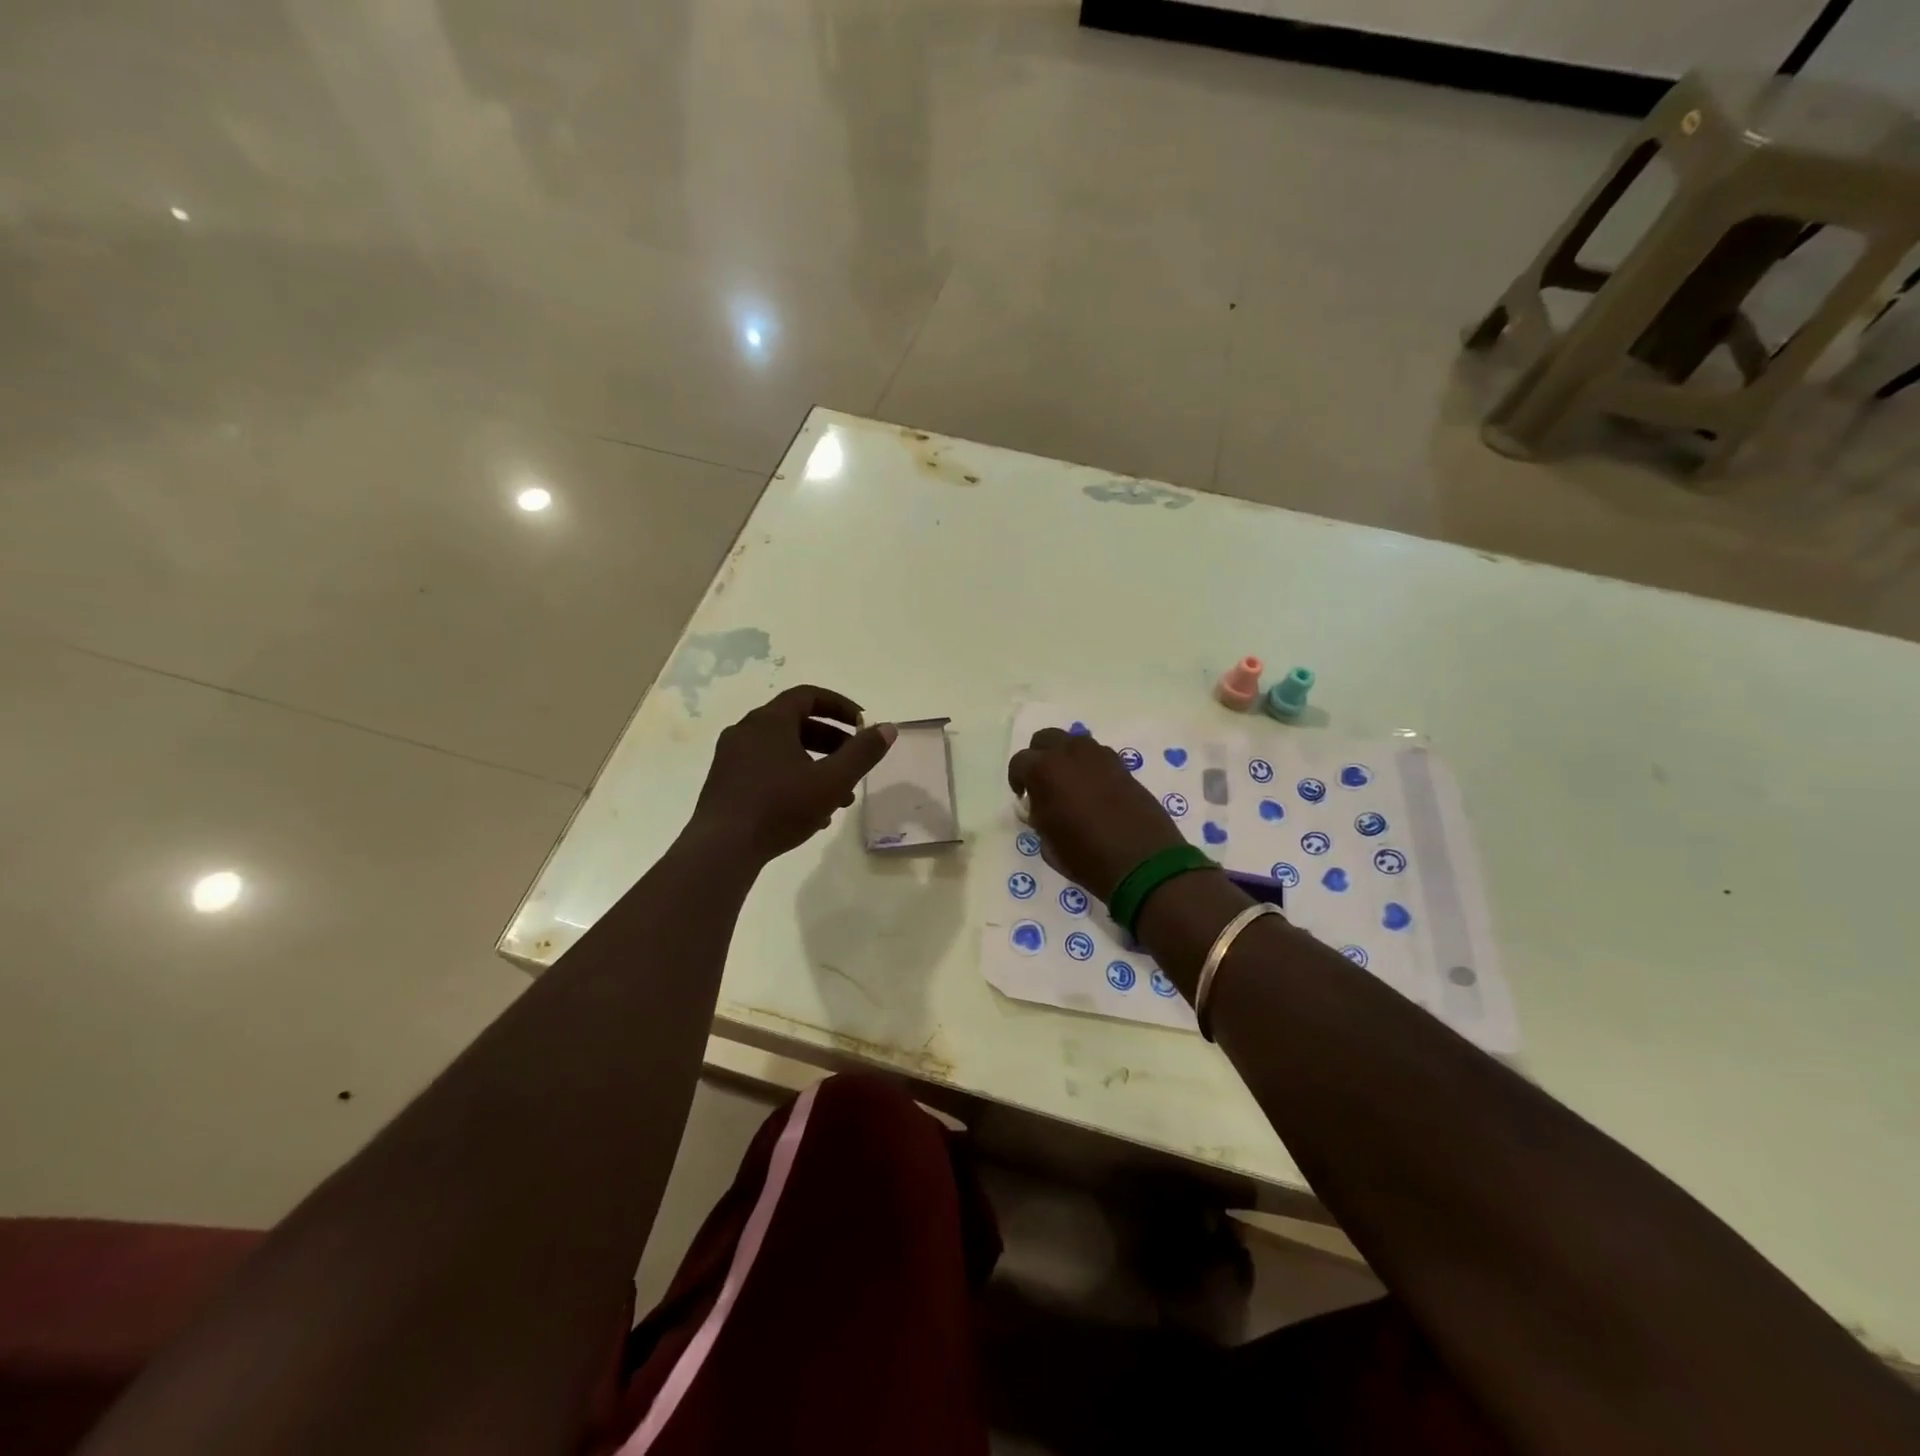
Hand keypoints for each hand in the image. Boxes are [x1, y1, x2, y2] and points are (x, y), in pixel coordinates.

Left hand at [693, 686, 895, 863]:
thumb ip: (863, 753)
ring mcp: (731, 758)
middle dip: (832, 742)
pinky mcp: (725, 783)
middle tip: (854, 761)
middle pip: (796, 724)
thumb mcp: (832, 780)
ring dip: (815, 766)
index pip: (809, 695)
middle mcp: (746, 731)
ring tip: (840, 796)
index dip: (840, 706)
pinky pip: (767, 770)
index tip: (862, 725)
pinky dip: (793, 779)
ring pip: (783, 751)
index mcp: (769, 721)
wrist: (722, 849)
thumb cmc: (780, 807)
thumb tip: (888, 728)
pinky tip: (812, 813)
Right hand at [1007, 727, 1187, 900]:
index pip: (1020, 762)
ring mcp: (1100, 756)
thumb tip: (1040, 805)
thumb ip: (1038, 815)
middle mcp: (1071, 753)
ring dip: (1066, 757)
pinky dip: (1090, 766)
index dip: (1017, 779)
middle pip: (1046, 739)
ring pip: (1074, 742)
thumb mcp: (1047, 843)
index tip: (1024, 797)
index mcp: (1045, 770)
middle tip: (1043, 783)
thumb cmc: (1086, 857)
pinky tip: (1094, 791)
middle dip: (1039, 757)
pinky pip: (1097, 756)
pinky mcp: (1123, 765)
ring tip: (1070, 785)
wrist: (1143, 862)